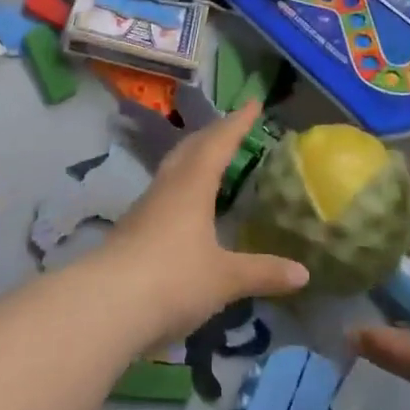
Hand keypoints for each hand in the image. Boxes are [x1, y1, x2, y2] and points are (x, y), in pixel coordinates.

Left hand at [100, 101, 309, 341]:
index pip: (219, 143)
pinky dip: (181, 187)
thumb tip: (304, 273)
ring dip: (193, 158)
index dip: (237, 123)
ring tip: (211, 160)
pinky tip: (186, 206)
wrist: (105, 306)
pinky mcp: (131, 231)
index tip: (253, 103)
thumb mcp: (224, 278)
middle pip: (190, 149)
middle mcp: (167, 188)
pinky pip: (163, 194)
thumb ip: (262, 272)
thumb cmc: (172, 279)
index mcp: (192, 186)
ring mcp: (145, 209)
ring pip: (173, 170)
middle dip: (213, 134)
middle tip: (232, 126)